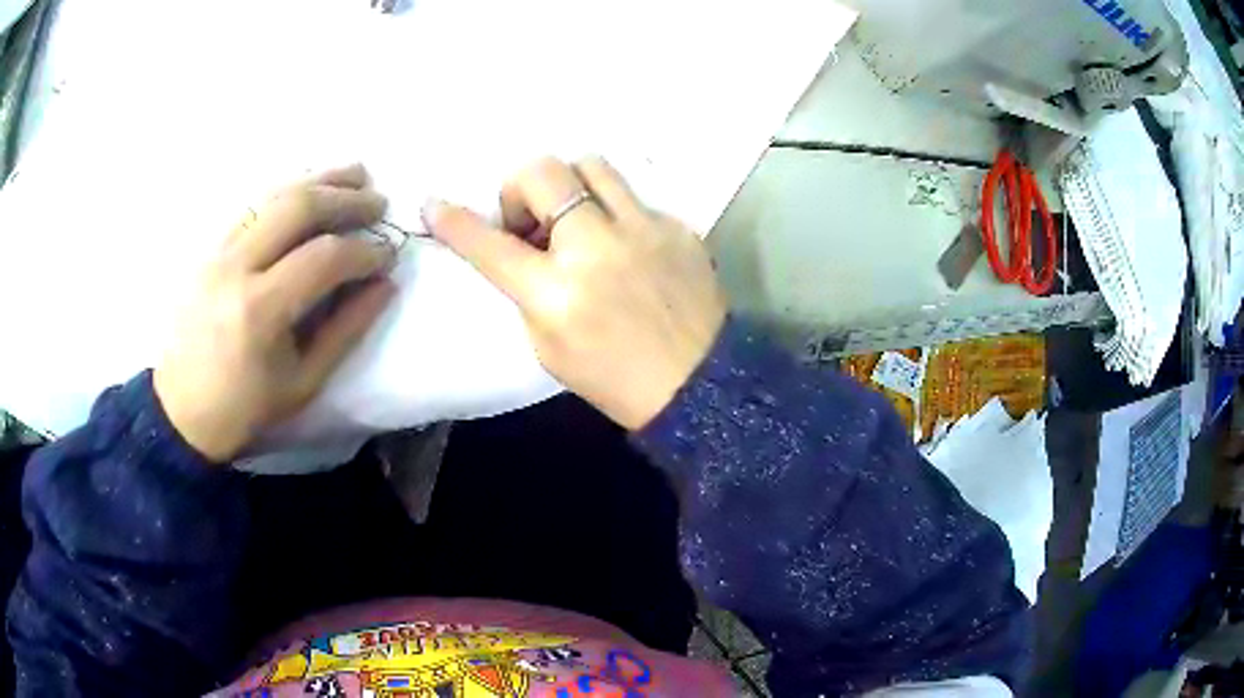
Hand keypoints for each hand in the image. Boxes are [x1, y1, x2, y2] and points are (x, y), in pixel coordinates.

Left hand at [154, 165, 396, 462]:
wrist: (180, 410)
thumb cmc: (244, 407)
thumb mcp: (303, 382)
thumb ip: (346, 330)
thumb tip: (384, 285)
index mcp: (260, 310)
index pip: (324, 258)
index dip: (365, 251)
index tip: (388, 255)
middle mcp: (236, 268)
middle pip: (298, 208)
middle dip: (347, 199)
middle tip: (379, 202)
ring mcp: (218, 251)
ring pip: (274, 195)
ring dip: (320, 180)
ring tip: (357, 175)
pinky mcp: (210, 248)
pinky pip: (254, 206)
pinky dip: (289, 192)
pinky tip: (312, 188)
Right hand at [423, 157, 726, 429]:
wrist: (696, 383)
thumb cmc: (614, 378)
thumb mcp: (548, 347)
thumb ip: (527, 289)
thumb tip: (524, 246)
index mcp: (556, 294)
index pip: (490, 245)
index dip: (455, 222)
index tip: (434, 204)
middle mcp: (596, 248)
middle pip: (543, 172)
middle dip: (520, 188)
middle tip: (530, 221)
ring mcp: (642, 229)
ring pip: (590, 164)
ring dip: (569, 185)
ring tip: (576, 219)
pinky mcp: (676, 226)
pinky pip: (631, 196)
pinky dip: (612, 212)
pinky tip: (623, 245)